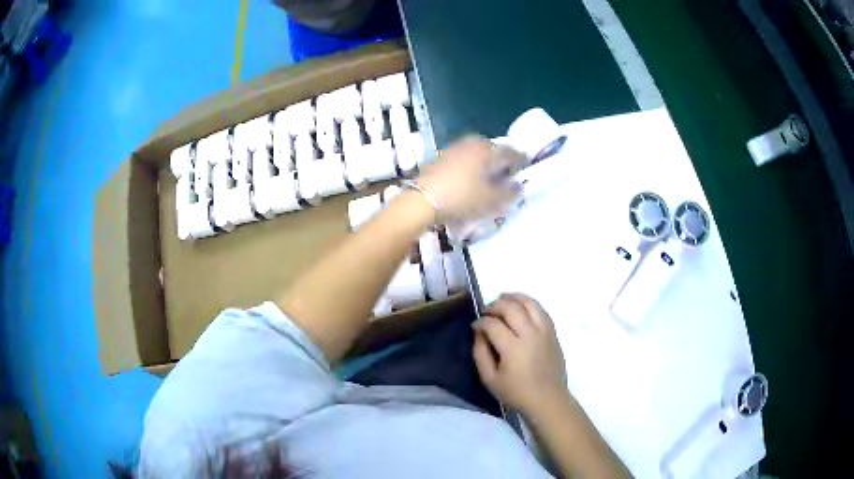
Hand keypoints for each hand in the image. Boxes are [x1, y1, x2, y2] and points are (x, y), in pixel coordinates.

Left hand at [416, 136, 525, 222]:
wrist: (421, 201)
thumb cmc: (462, 198)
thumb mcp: (491, 200)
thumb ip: (509, 192)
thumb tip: (519, 186)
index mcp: (488, 150)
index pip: (512, 152)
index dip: (521, 162)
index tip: (525, 171)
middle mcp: (472, 143)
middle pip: (493, 150)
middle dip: (502, 162)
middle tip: (507, 177)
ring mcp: (454, 148)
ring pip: (477, 154)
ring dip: (486, 164)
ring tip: (488, 180)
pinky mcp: (441, 157)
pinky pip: (464, 159)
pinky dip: (471, 167)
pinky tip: (469, 181)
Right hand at [472, 293, 568, 415]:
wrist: (548, 399)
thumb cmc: (516, 393)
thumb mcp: (489, 379)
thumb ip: (480, 353)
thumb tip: (478, 333)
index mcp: (513, 348)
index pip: (493, 324)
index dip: (481, 321)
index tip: (475, 326)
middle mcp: (530, 335)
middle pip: (511, 308)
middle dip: (495, 305)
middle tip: (486, 311)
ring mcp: (544, 332)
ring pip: (530, 303)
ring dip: (514, 298)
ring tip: (502, 299)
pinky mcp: (553, 333)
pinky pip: (541, 310)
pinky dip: (529, 304)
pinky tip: (520, 307)